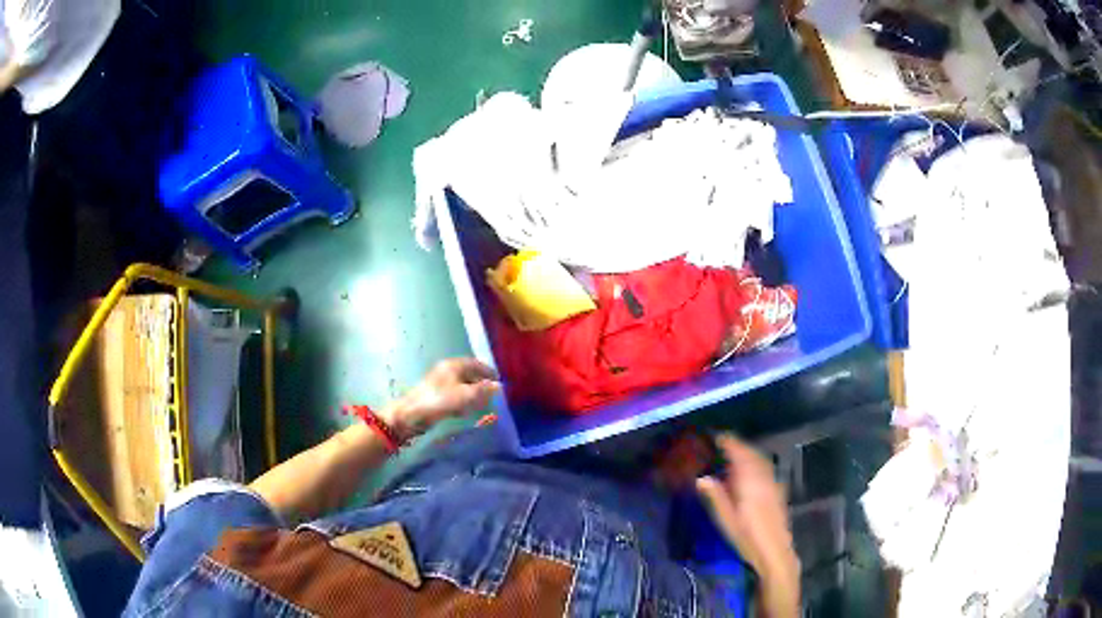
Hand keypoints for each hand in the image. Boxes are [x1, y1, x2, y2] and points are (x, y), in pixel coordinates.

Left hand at [379, 358, 500, 440]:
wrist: (411, 415)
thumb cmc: (439, 401)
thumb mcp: (465, 396)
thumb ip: (483, 390)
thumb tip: (498, 386)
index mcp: (453, 365)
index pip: (476, 363)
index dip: (488, 371)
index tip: (499, 380)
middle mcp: (446, 370)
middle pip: (469, 373)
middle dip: (481, 383)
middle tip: (492, 394)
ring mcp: (440, 382)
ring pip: (462, 385)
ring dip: (473, 393)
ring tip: (482, 404)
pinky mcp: (435, 395)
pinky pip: (454, 394)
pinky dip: (463, 400)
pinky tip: (465, 411)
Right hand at [696, 434, 799, 617]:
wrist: (774, 551)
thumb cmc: (747, 537)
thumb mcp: (726, 520)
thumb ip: (715, 496)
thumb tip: (701, 478)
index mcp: (750, 482)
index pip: (740, 454)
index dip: (729, 443)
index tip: (718, 437)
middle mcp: (764, 478)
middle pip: (752, 454)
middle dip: (739, 446)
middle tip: (724, 444)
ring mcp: (773, 483)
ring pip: (761, 460)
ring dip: (749, 453)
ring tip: (736, 454)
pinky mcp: (778, 491)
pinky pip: (766, 468)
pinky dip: (756, 463)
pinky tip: (751, 472)